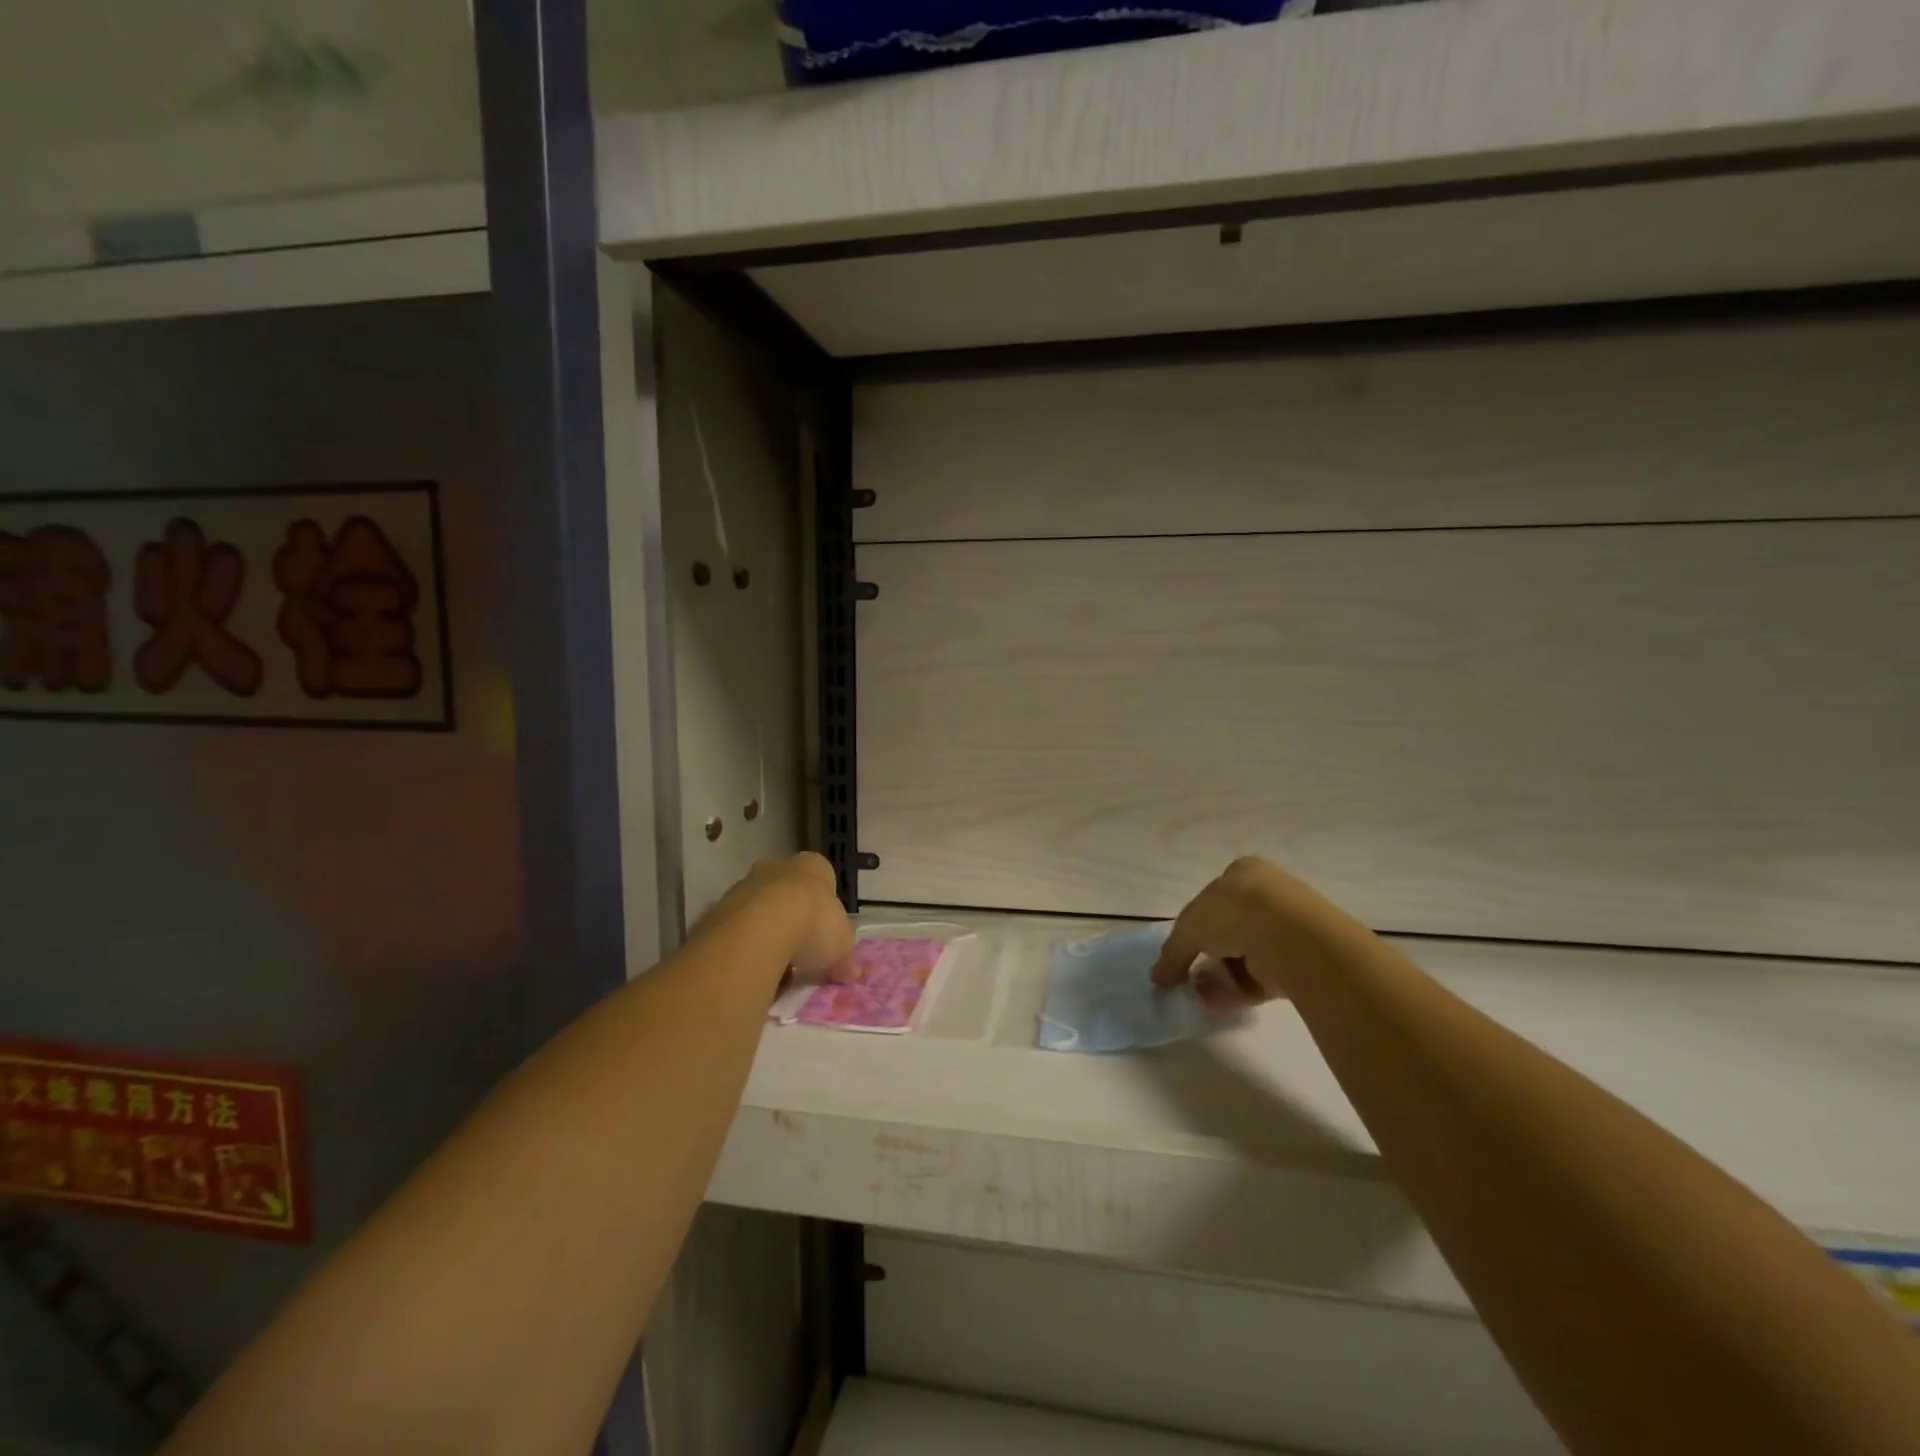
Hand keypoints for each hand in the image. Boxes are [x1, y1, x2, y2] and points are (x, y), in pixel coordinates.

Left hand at [715, 852, 855, 979]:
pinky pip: (738, 928)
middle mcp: (778, 867)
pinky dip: (745, 945)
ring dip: (767, 932)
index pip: (822, 878)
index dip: (824, 906)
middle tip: (800, 950)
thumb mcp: (842, 945)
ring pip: (759, 909)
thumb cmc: (814, 923)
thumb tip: (852, 973)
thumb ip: (846, 958)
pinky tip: (753, 965)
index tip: (824, 932)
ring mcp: (745, 885)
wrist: (763, 927)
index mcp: (813, 866)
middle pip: (788, 891)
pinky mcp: (720, 907)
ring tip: (776, 965)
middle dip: (793, 917)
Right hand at [1150, 856, 1350, 1007]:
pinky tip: (1217, 1005)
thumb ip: (1173, 952)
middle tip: (1188, 978)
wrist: (1291, 936)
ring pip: (1244, 956)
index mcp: (1243, 873)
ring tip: (1199, 997)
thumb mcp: (1189, 926)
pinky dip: (1238, 991)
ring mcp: (1286, 930)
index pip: (1213, 898)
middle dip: (1206, 956)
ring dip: (1220, 977)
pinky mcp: (1299, 962)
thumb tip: (1157, 978)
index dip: (1194, 925)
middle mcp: (1267, 896)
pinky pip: (1262, 978)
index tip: (1182, 950)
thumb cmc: (1234, 912)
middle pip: (1228, 930)